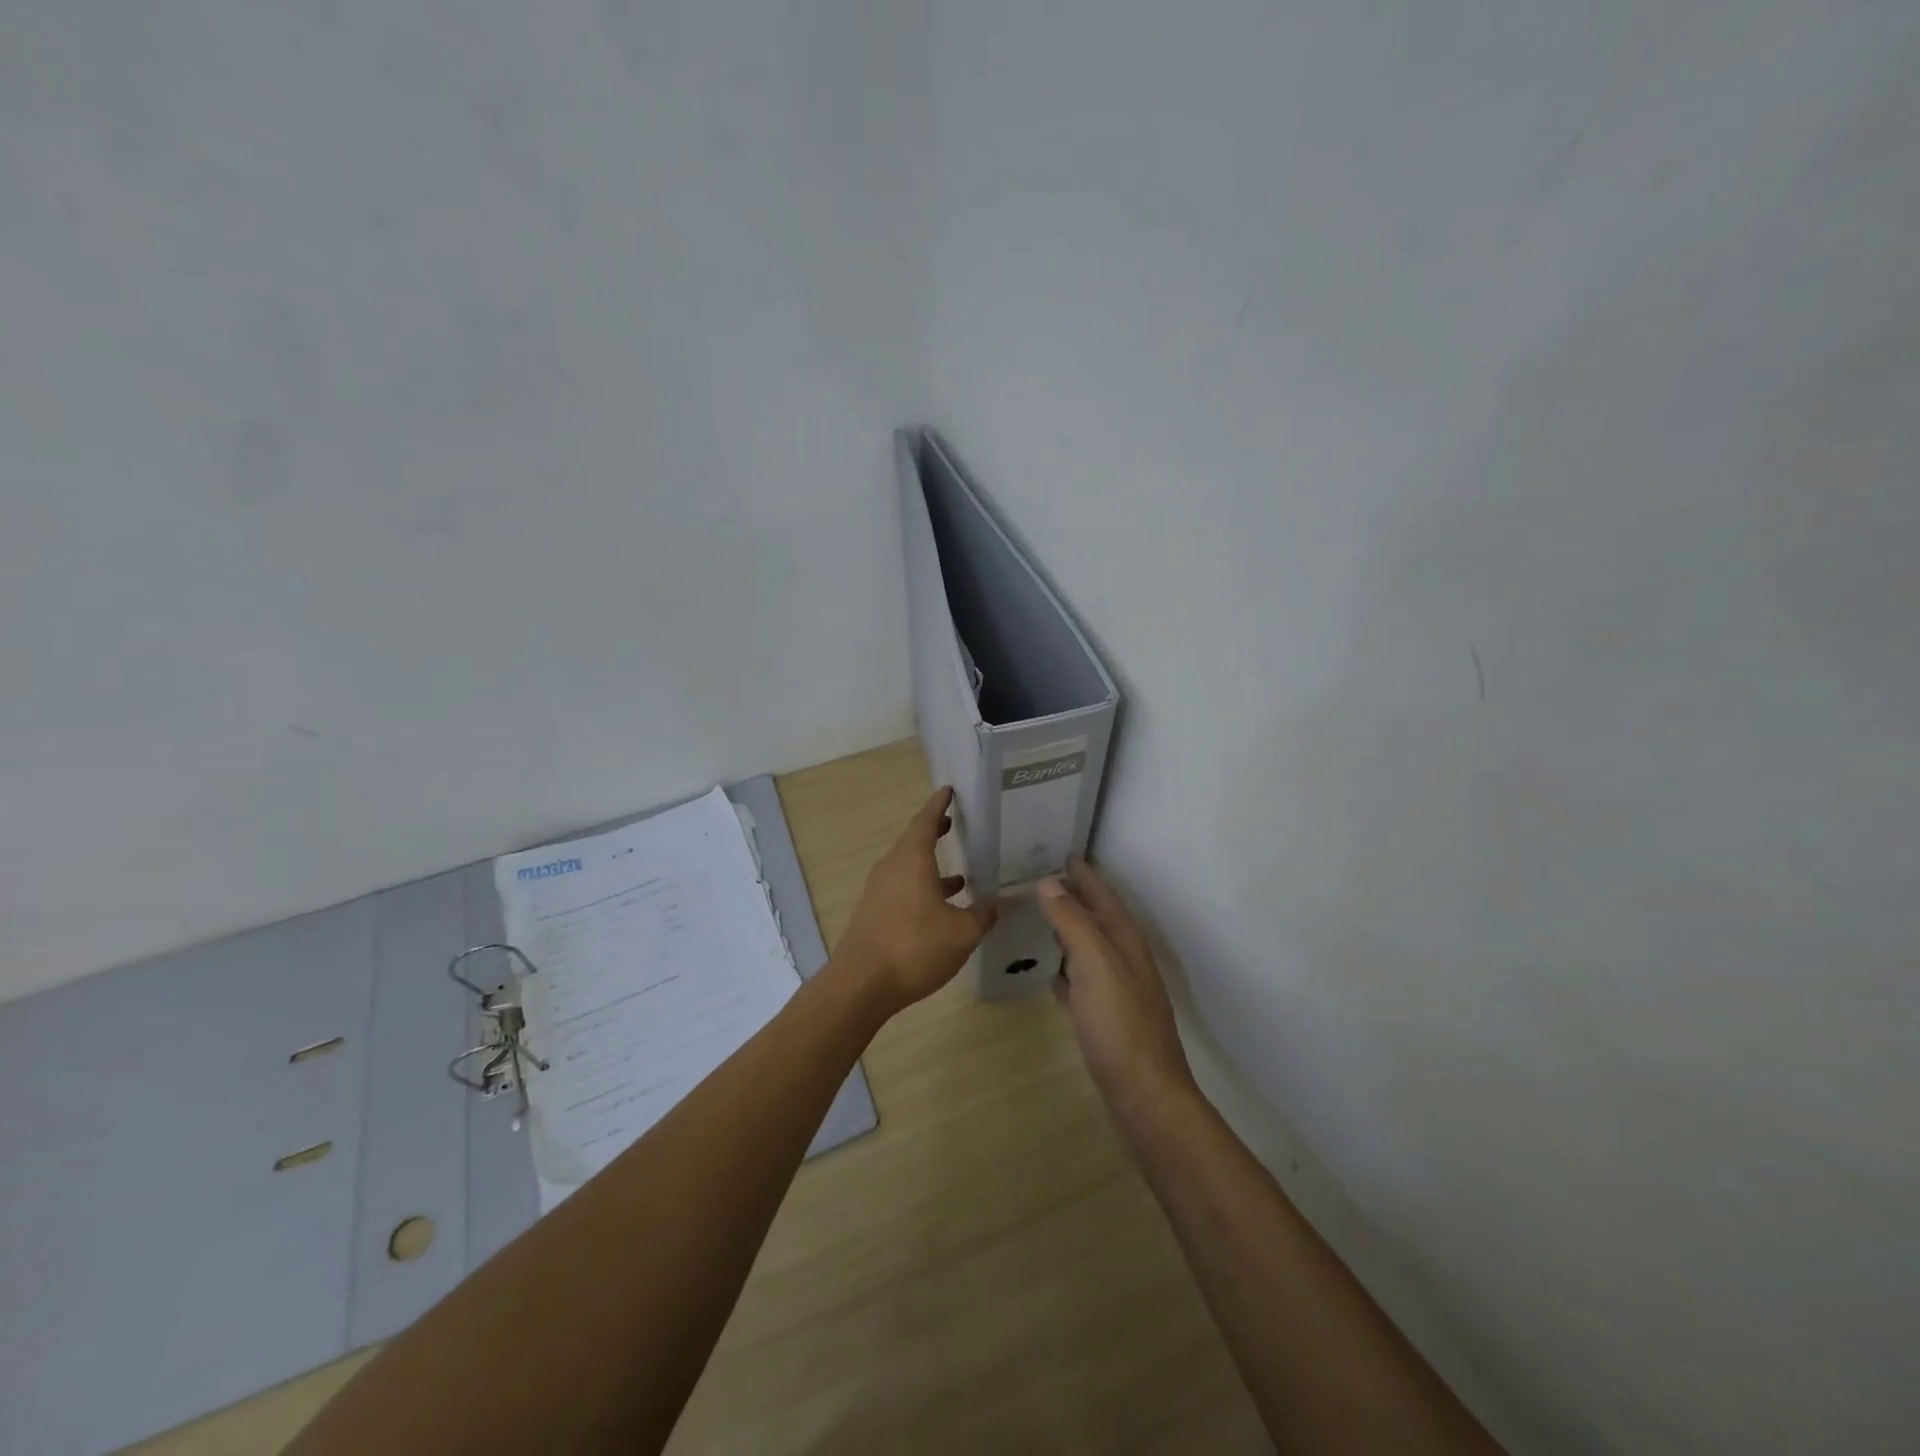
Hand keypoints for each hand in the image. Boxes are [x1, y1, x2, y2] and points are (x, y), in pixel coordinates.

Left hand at [835, 787, 997, 1013]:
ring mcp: (879, 891)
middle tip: (954, 824)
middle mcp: (892, 868)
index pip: (925, 821)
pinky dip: (922, 889)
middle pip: (913, 842)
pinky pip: (902, 889)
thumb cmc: (914, 947)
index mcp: (911, 860)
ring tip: (960, 875)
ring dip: (931, 866)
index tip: (948, 790)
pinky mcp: (875, 913)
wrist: (861, 985)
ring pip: (908, 868)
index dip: (938, 805)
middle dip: (934, 832)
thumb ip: (984, 915)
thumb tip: (1004, 902)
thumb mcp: (961, 932)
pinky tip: (941, 910)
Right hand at [1038, 857, 1195, 1111]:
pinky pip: (1080, 981)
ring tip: (1042, 915)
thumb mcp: (1095, 964)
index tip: (1064, 852)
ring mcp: (1114, 991)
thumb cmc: (1120, 1025)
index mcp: (1125, 942)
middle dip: (1075, 897)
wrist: (1144, 1094)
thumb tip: (1050, 882)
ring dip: (1069, 930)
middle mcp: (1123, 961)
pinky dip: (1066, 968)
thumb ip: (1073, 922)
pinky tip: (1051, 971)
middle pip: (1097, 919)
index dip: (1085, 875)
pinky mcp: (1102, 1019)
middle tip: (1044, 877)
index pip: (1104, 897)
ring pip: (1088, 949)